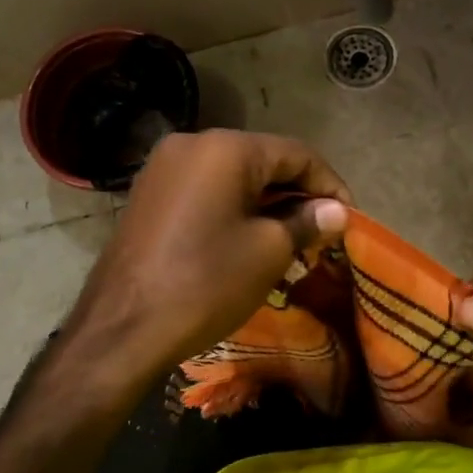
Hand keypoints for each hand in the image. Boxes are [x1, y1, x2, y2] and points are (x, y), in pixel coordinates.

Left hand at [63, 130, 349, 394]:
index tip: (349, 219)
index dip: (330, 185)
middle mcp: (191, 143)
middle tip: (322, 233)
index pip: (297, 153)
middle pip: (263, 160)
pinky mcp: (149, 195)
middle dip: (297, 195)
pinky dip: (235, 209)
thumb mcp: (268, 252)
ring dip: (267, 203)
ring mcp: (163, 168)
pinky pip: (206, 191)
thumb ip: (307, 222)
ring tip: (291, 240)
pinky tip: (250, 239)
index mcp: (225, 148)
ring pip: (233, 177)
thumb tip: (336, 211)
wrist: (122, 328)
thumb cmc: (205, 283)